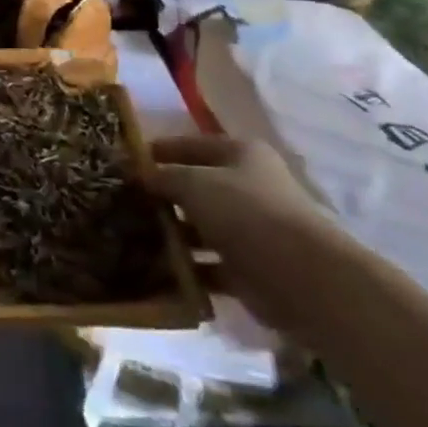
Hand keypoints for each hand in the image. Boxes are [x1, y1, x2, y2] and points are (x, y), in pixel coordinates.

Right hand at [145, 132, 334, 332]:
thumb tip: (139, 175)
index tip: (125, 161)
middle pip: (196, 187)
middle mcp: (249, 187)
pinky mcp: (251, 270)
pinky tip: (156, 271)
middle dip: (163, 196)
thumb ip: (164, 176)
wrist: (304, 280)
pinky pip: (209, 265)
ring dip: (173, 235)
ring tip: (132, 238)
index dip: (159, 150)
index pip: (192, 145)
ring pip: (201, 228)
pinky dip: (187, 269)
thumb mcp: (195, 184)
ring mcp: (251, 230)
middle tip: (123, 203)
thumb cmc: (247, 214)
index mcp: (241, 154)